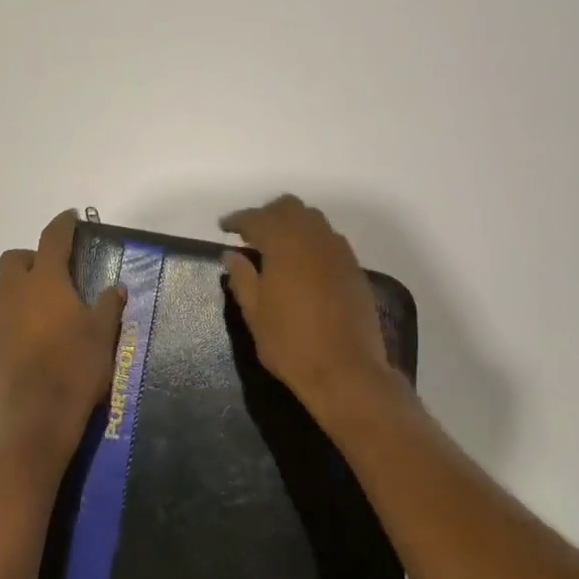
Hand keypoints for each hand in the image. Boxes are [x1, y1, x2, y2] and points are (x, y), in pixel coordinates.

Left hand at [0, 209, 126, 468]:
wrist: (35, 417)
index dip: (62, 225)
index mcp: (45, 282)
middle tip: (54, 271)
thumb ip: (108, 305)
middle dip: (31, 257)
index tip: (70, 217)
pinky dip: (15, 318)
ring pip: (1, 289)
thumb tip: (115, 288)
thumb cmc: (75, 367)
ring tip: (43, 303)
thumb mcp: (103, 334)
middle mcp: (16, 294)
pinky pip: (1, 320)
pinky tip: (35, 338)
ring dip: (18, 286)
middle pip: (13, 259)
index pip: (52, 239)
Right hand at [220, 195, 395, 413]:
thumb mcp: (255, 313)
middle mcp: (314, 238)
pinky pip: (329, 240)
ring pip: (313, 219)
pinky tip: (303, 263)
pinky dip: (312, 241)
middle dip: (267, 214)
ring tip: (277, 246)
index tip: (224, 227)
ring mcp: (339, 251)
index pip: (257, 218)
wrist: (346, 371)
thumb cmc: (290, 343)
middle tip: (251, 233)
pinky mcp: (354, 268)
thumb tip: (231, 254)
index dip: (238, 219)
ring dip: (292, 224)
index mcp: (284, 244)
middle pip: (289, 207)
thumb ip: (242, 278)